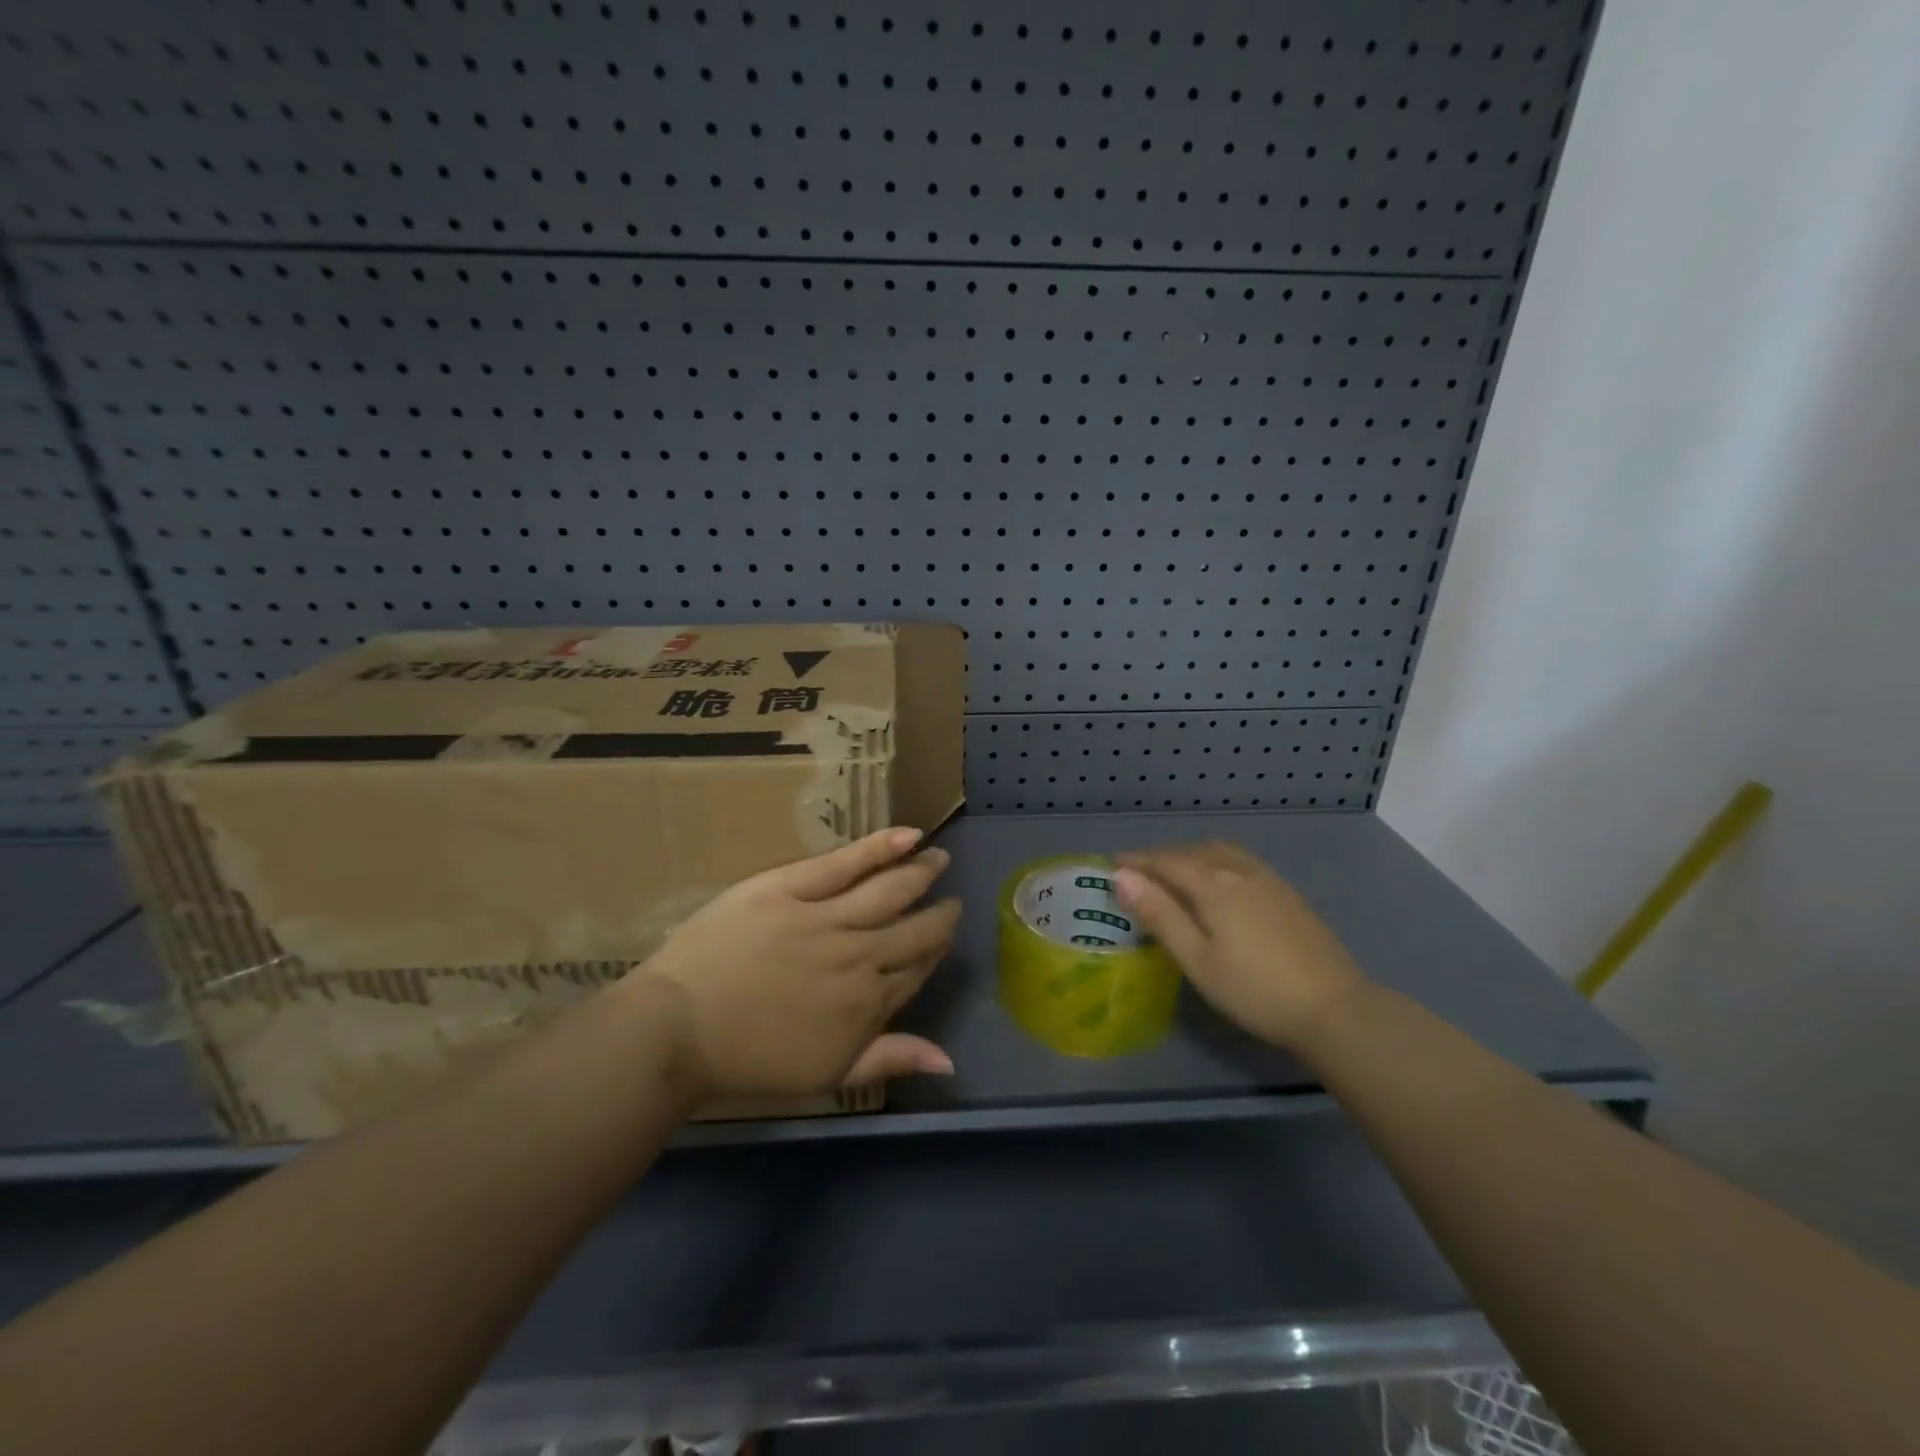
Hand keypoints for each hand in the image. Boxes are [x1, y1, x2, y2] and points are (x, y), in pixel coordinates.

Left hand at [626, 828, 961, 1098]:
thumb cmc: (749, 1059)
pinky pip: (846, 863)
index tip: (944, 933)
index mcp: (868, 1001)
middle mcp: (859, 956)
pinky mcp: (793, 887)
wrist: (678, 1030)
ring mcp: (826, 918)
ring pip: (890, 889)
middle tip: (951, 898)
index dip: (935, 949)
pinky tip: (908, 834)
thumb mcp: (827, 1074)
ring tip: (937, 857)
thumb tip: (949, 1060)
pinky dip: (881, 846)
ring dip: (921, 871)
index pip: (918, 967)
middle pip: (914, 928)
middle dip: (940, 912)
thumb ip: (890, 1059)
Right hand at [1114, 842, 1364, 1052]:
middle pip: (1190, 851)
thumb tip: (1123, 877)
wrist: (1334, 1008)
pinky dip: (1213, 859)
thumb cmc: (1255, 990)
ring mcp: (1267, 878)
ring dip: (1188, 855)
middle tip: (1136, 874)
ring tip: (1171, 874)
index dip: (1136, 860)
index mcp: (1213, 884)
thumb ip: (1160, 915)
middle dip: (1159, 857)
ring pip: (1217, 851)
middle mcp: (1239, 869)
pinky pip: (1238, 859)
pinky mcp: (1285, 891)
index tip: (1111, 864)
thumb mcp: (1197, 960)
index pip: (1164, 860)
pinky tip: (1215, 881)